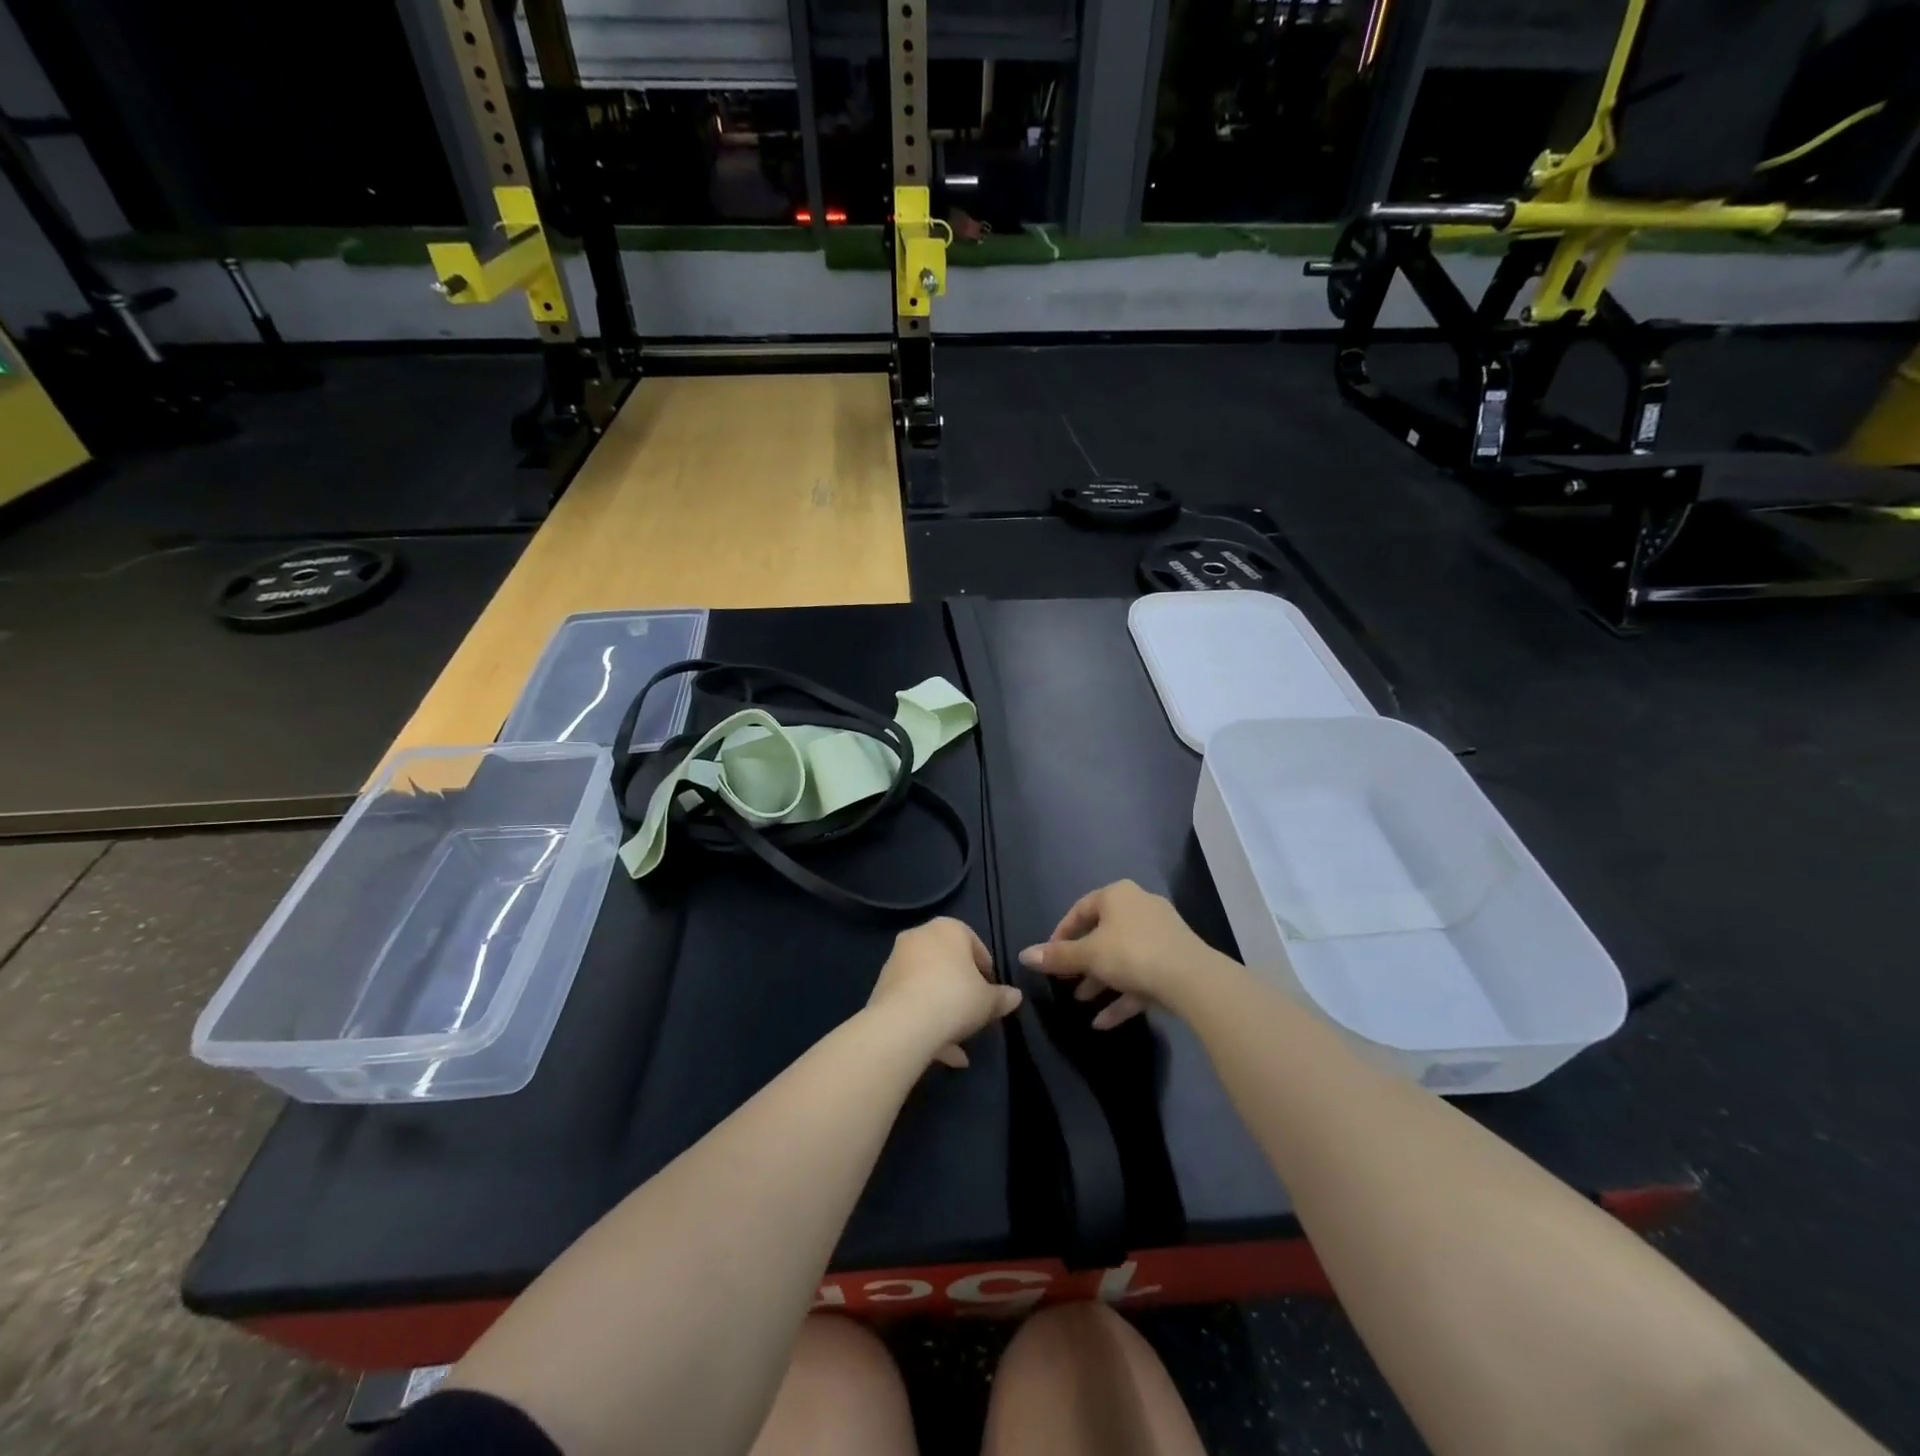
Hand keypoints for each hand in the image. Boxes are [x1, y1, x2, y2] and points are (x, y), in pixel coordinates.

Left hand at [868, 918, 1022, 1067]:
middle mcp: (919, 937)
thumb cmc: (955, 998)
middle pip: (947, 963)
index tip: (991, 992)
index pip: (973, 943)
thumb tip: (1015, 996)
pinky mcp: (882, 987)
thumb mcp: (988, 1001)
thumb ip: (1002, 997)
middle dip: (961, 989)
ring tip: (960, 1043)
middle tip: (974, 1012)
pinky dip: (926, 1021)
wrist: (903, 1024)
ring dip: (943, 1010)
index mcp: (947, 929)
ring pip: (928, 985)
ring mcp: (896, 961)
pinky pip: (911, 1001)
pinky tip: (941, 1052)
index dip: (985, 969)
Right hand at [1018, 881, 1217, 1029]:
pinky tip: (1104, 1023)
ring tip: (1082, 1002)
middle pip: (1103, 934)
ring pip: (1123, 957)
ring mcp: (1161, 934)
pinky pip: (1142, 976)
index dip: (1061, 934)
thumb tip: (1024, 955)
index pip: (1081, 909)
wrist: (1192, 979)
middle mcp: (1140, 907)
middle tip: (1065, 981)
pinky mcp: (1175, 961)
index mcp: (1118, 895)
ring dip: (1101, 980)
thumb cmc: (1132, 954)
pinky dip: (1123, 996)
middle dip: (1082, 961)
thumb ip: (1057, 957)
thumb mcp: (1088, 955)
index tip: (1049, 957)